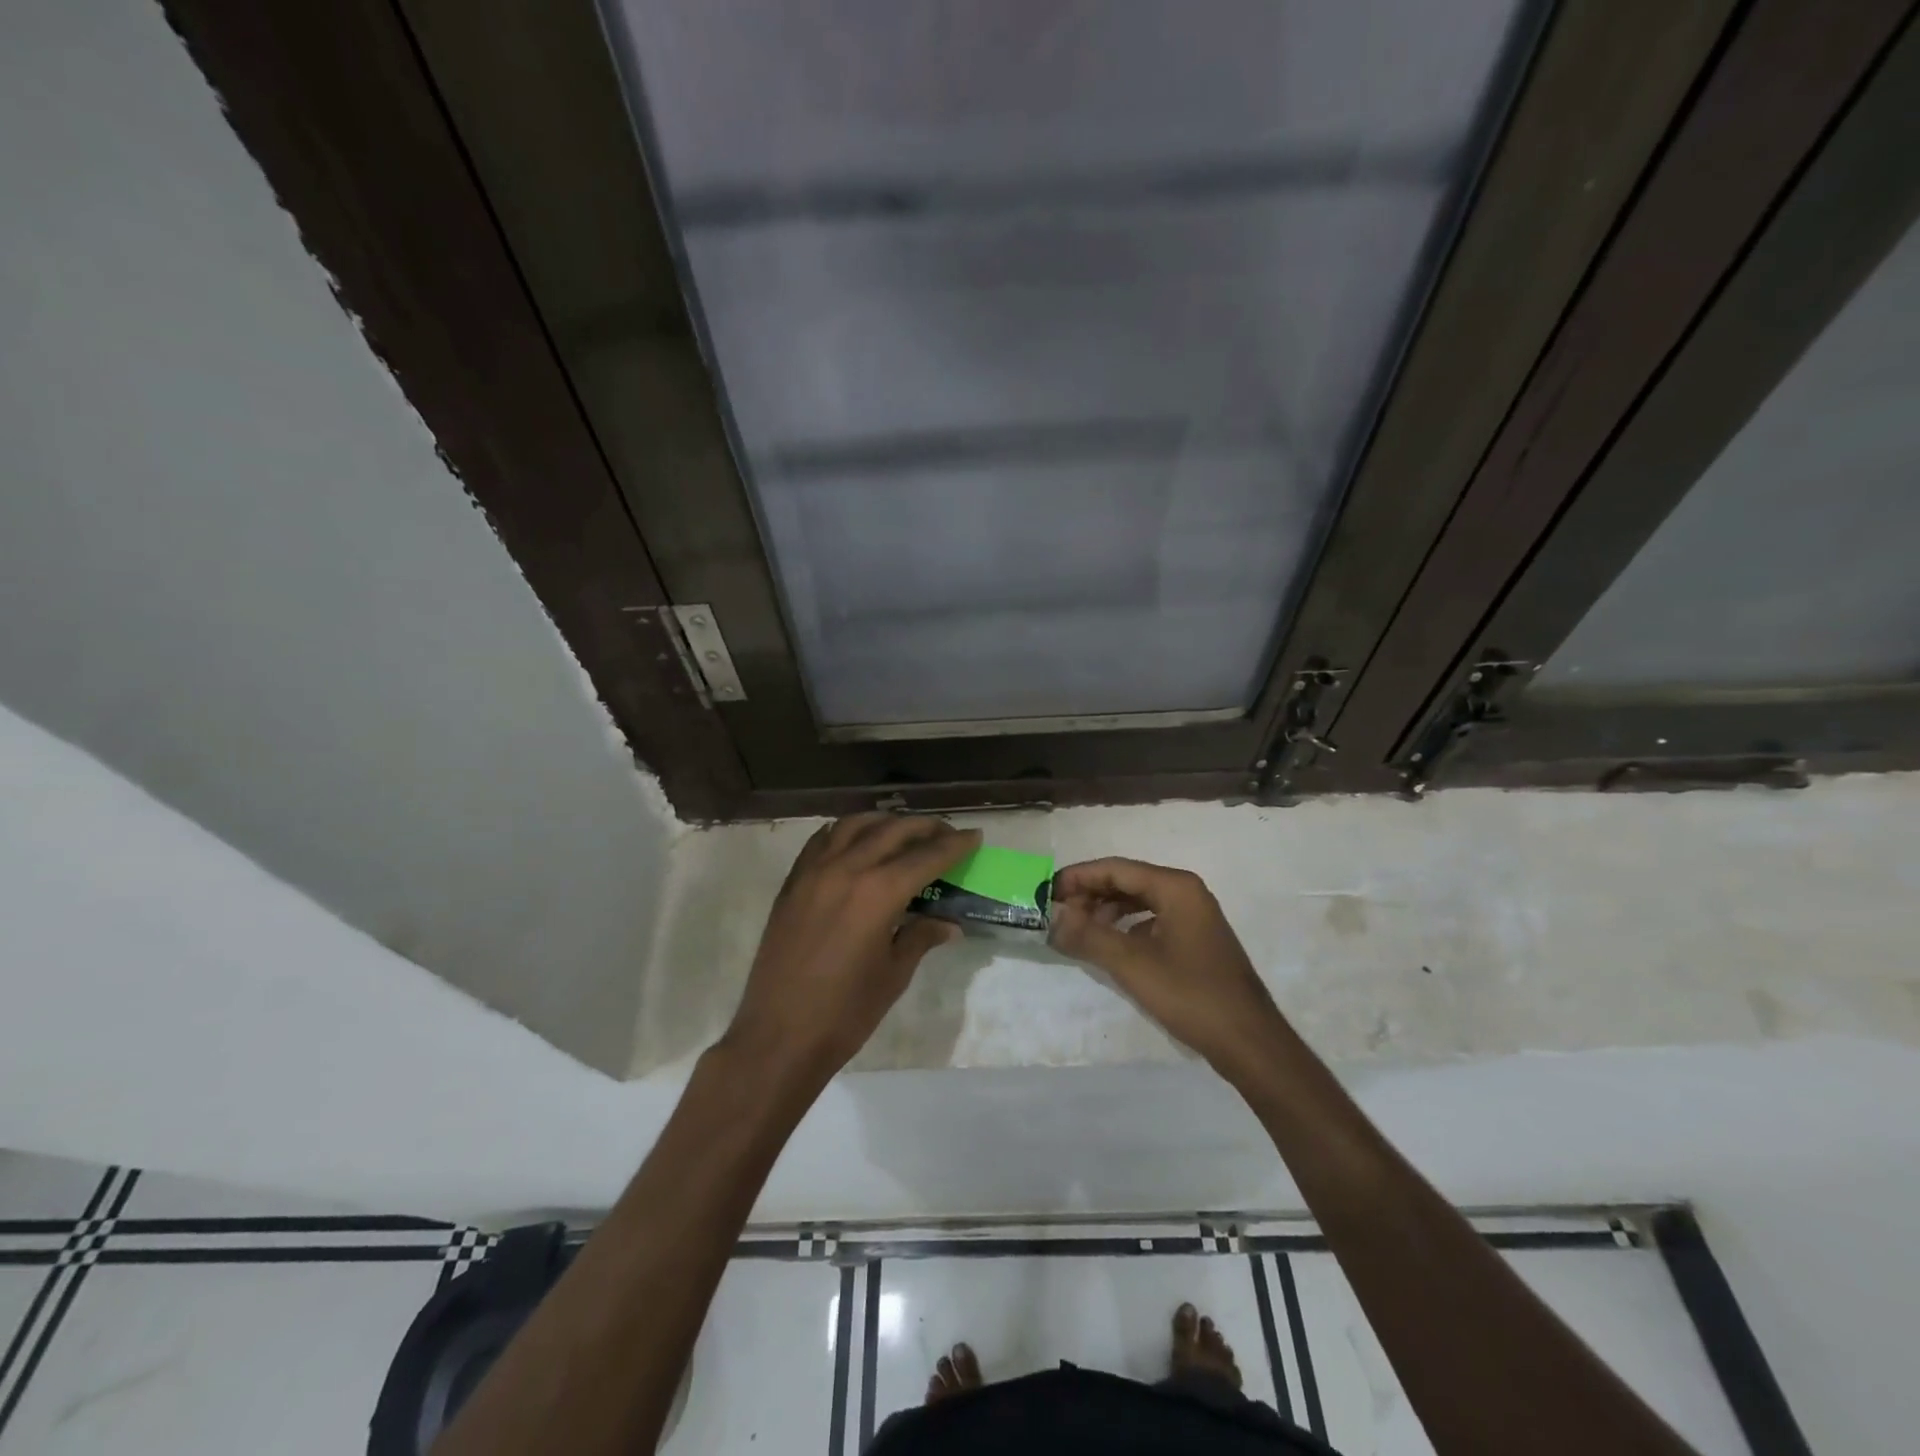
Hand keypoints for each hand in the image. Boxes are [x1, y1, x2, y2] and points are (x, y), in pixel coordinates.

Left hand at [724, 814, 980, 1088]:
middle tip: (946, 833)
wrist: (779, 1036)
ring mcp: (814, 872)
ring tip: (903, 831)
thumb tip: (948, 923)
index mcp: (879, 892)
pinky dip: (845, 832)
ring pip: (855, 825)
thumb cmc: (846, 1012)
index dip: (954, 845)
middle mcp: (847, 869)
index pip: (927, 856)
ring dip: (885, 822)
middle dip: (925, 827)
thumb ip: (921, 937)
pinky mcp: (792, 883)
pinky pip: (821, 840)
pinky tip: (856, 841)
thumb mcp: (894, 974)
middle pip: (893, 831)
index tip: (974, 836)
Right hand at [1049, 858, 1283, 1078]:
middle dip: (1090, 894)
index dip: (1078, 878)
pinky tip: (1110, 946)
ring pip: (1139, 901)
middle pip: (1127, 881)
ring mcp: (1194, 916)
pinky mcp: (1195, 939)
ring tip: (1078, 930)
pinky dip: (1126, 927)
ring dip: (1106, 911)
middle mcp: (1186, 892)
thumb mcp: (1131, 964)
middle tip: (1058, 913)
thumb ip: (1088, 936)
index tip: (1046, 892)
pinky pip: (1151, 920)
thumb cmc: (1190, 995)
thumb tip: (1052, 918)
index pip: (1116, 869)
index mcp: (1175, 887)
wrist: (1248, 1041)